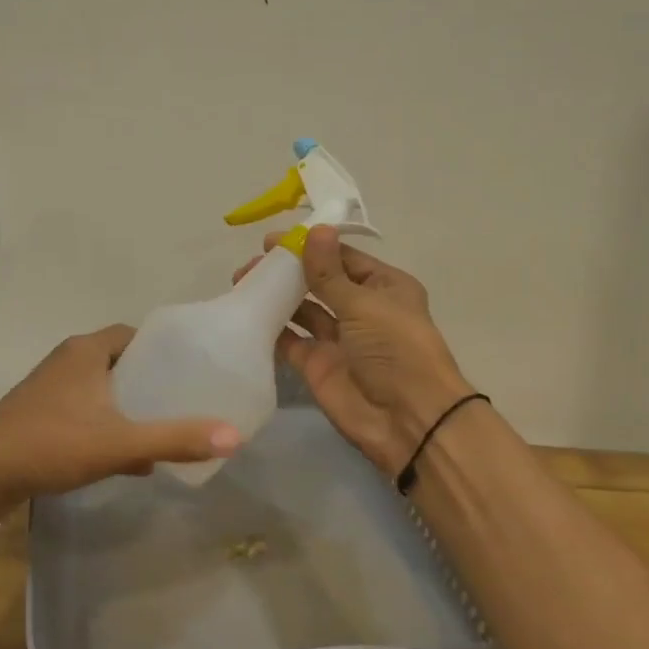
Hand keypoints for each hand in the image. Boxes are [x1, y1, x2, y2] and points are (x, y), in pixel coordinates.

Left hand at [0, 325, 241, 531]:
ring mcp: (49, 393)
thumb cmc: (49, 444)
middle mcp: (67, 363)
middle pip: (121, 364)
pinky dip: (108, 430)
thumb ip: (175, 439)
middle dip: (152, 383)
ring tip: (165, 430)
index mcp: (85, 351)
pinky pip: (86, 417)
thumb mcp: (119, 442)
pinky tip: (130, 461)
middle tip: (186, 403)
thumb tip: (234, 437)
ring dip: (130, 410)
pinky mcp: (39, 421)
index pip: (135, 335)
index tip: (193, 370)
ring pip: (103, 393)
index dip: (165, 350)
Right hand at [233, 226, 473, 477]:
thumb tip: (314, 229)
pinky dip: (272, 328)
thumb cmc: (395, 350)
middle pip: (319, 281)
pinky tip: (247, 312)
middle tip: (252, 264)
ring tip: (242, 282)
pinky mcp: (317, 365)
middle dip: (288, 271)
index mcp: (384, 287)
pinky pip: (290, 340)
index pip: (342, 258)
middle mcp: (361, 309)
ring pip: (302, 309)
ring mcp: (337, 338)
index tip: (273, 240)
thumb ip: (330, 272)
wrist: (406, 419)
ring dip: (276, 295)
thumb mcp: (364, 304)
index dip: (310, 246)